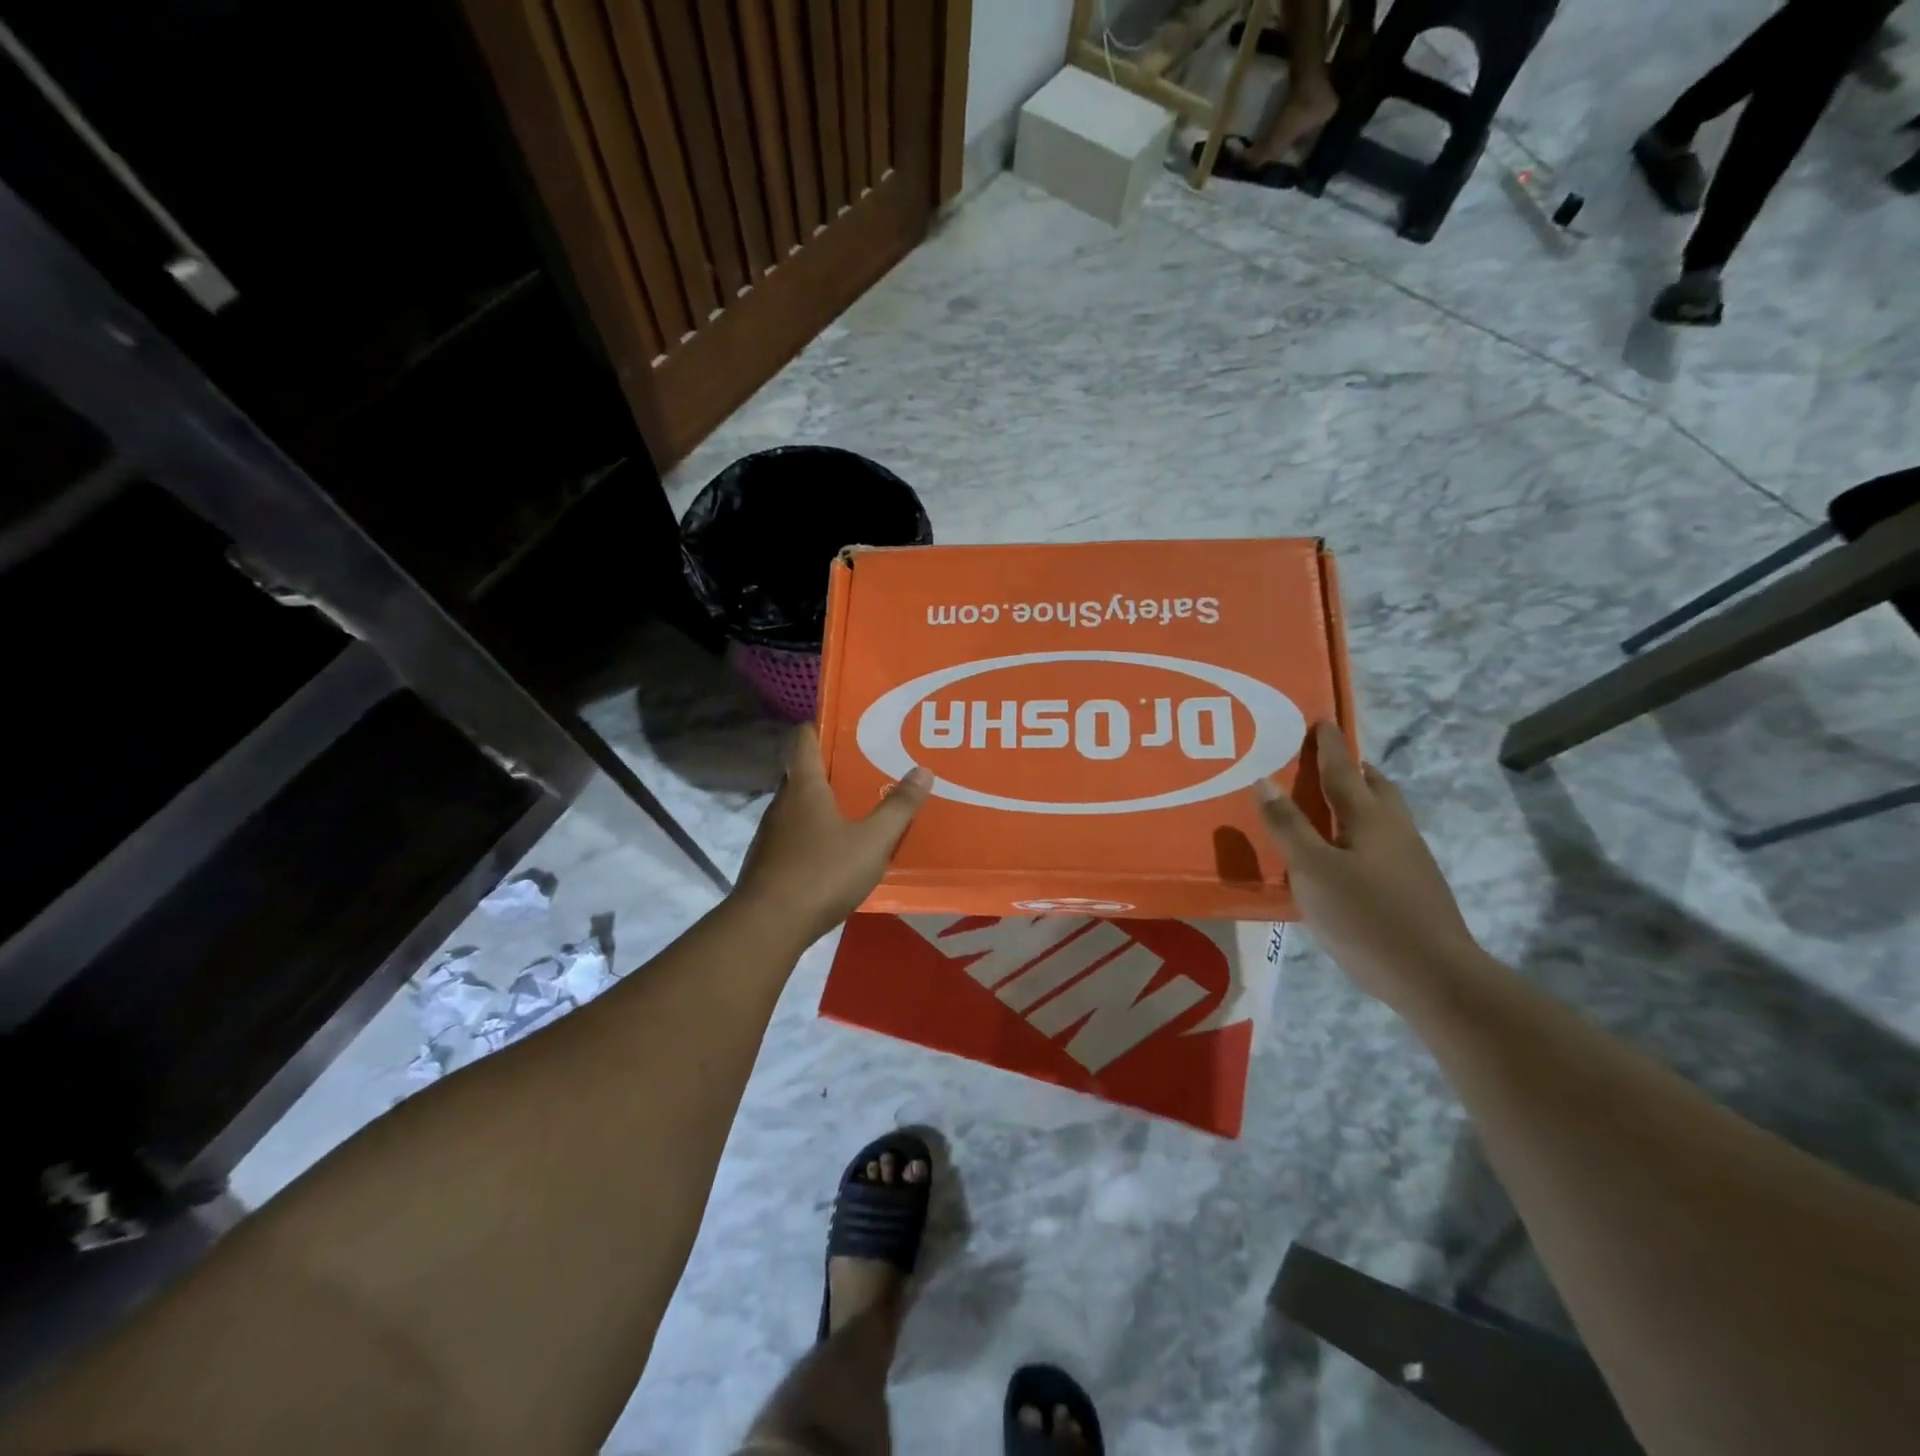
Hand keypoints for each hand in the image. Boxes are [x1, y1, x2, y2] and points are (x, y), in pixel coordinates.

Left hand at [735, 725, 931, 943]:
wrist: (768, 925)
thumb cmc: (822, 872)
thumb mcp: (872, 841)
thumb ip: (898, 808)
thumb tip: (923, 770)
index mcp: (805, 788)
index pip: (804, 740)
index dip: (819, 726)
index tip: (843, 721)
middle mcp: (782, 803)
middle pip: (802, 773)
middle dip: (830, 768)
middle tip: (865, 766)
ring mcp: (771, 835)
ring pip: (798, 806)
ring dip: (822, 803)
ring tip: (855, 808)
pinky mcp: (768, 863)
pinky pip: (794, 835)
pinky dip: (813, 833)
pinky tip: (835, 850)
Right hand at [1254, 722, 1485, 1012]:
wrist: (1435, 976)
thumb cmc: (1366, 917)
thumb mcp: (1312, 871)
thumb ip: (1287, 826)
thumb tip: (1262, 780)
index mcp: (1369, 818)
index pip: (1343, 770)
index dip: (1329, 745)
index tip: (1322, 719)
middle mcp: (1395, 829)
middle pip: (1374, 787)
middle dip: (1352, 769)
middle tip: (1325, 762)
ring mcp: (1410, 859)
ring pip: (1384, 814)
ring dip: (1360, 799)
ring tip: (1330, 805)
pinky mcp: (1415, 886)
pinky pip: (1384, 840)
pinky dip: (1363, 829)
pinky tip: (1346, 853)